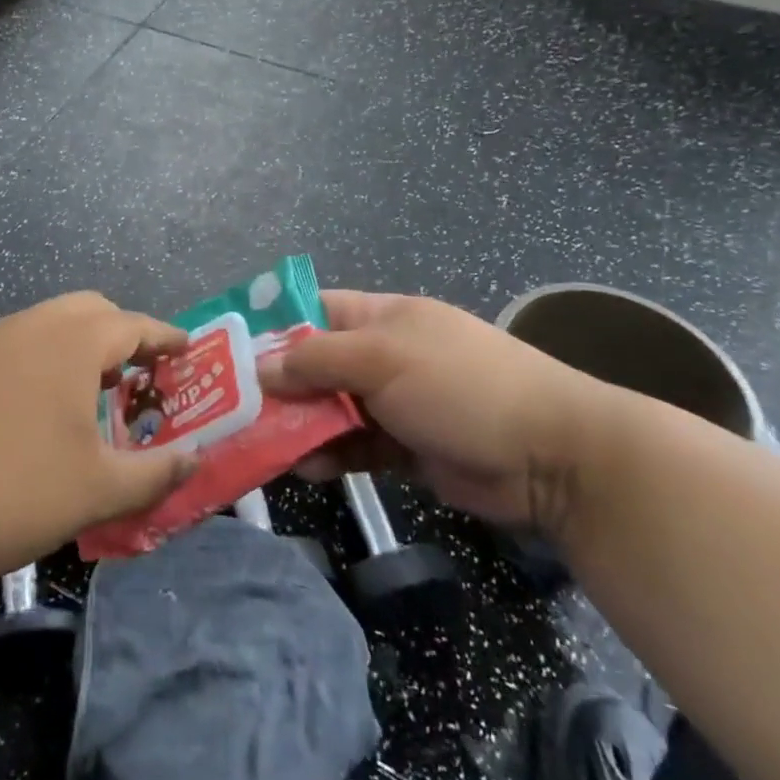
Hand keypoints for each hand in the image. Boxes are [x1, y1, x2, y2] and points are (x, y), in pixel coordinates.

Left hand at [0, 293, 195, 588]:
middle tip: (139, 376)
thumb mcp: (98, 491)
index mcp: (72, 343)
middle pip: (91, 310)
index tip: (186, 350)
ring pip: (51, 323)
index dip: (165, 337)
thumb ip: (156, 472)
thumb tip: (196, 459)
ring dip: (81, 345)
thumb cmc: (11, 493)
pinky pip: (18, 342)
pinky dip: (45, 356)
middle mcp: (32, 326)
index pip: (133, 325)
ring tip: (91, 393)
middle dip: (123, 335)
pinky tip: (37, 405)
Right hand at [258, 290, 619, 535]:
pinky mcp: (405, 447)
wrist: (551, 456)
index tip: (228, 349)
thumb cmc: (460, 385)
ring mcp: (395, 403)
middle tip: (230, 409)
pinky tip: (305, 470)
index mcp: (381, 317)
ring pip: (330, 409)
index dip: (272, 324)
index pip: (314, 309)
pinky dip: (329, 456)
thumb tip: (260, 368)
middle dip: (277, 385)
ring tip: (259, 445)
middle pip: (315, 364)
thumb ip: (317, 361)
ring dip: (299, 426)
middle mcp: (383, 355)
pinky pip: (353, 447)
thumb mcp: (383, 359)